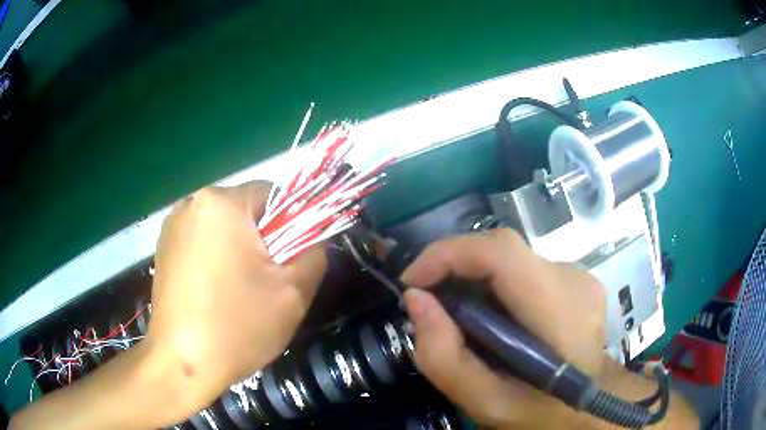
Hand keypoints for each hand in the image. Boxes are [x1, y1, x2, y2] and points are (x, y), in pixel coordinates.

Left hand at [147, 181, 326, 421]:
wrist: (181, 364)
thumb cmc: (236, 326)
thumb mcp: (293, 293)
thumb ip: (314, 254)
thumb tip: (313, 239)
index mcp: (222, 203)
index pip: (272, 194)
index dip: (289, 225)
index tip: (287, 262)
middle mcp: (191, 203)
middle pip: (244, 212)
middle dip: (261, 241)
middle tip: (265, 283)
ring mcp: (171, 226)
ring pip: (222, 229)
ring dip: (236, 252)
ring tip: (237, 293)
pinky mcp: (162, 249)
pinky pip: (200, 243)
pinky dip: (214, 261)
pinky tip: (213, 296)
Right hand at [401, 228, 605, 428]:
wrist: (588, 409)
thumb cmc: (541, 413)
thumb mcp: (486, 403)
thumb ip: (444, 358)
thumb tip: (415, 300)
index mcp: (560, 312)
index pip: (502, 251)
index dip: (448, 253)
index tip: (412, 280)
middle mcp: (574, 281)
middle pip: (502, 250)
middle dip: (454, 267)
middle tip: (428, 302)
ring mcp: (579, 277)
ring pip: (510, 260)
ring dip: (473, 278)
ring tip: (457, 316)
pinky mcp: (575, 279)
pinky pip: (523, 270)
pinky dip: (494, 285)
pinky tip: (491, 318)